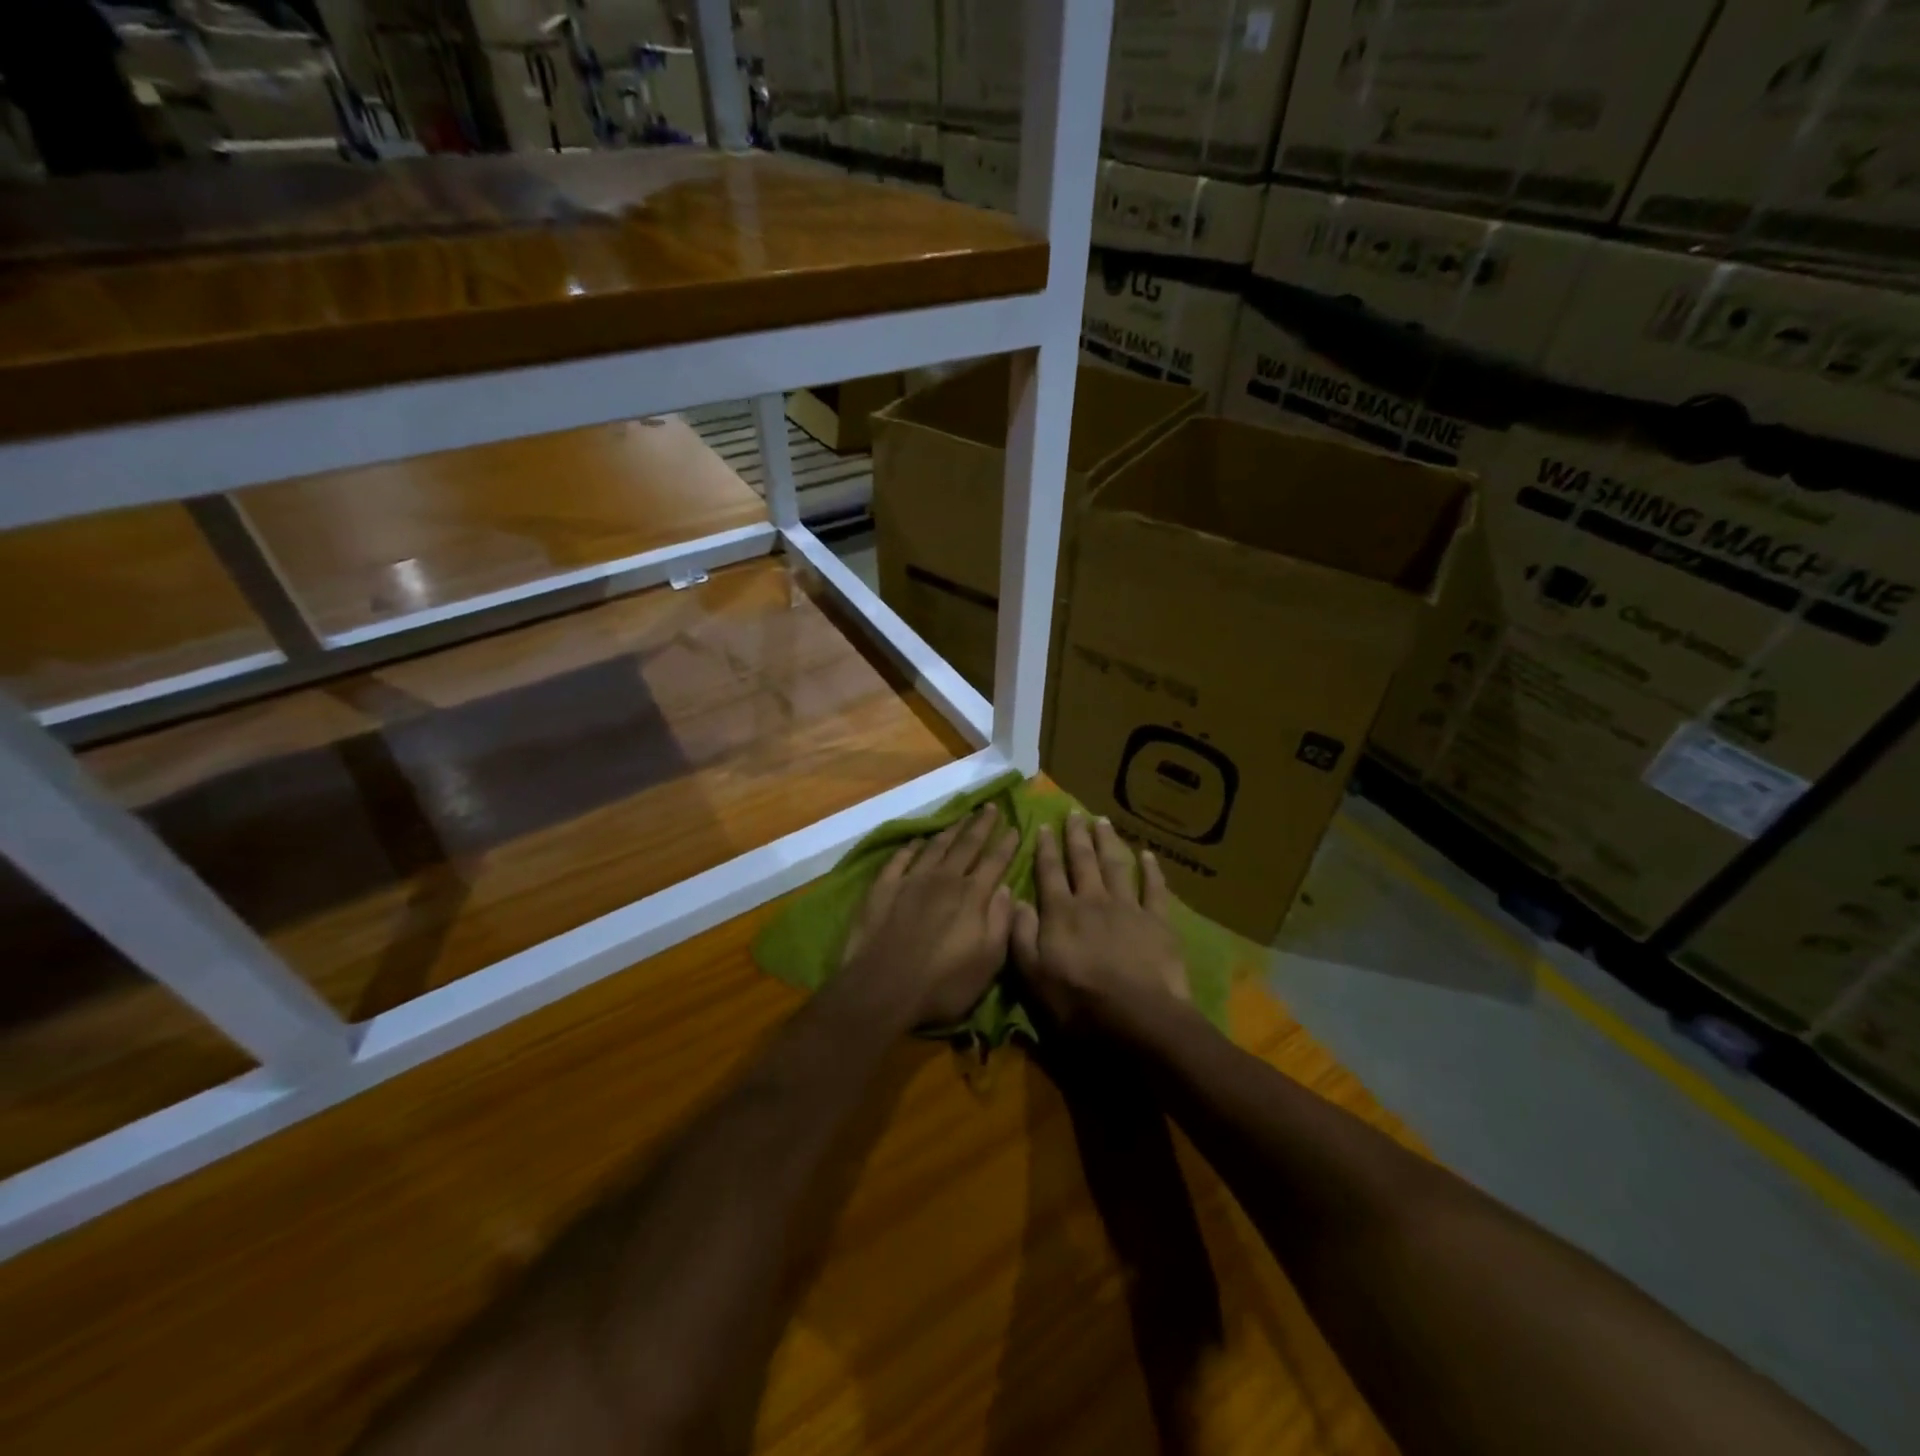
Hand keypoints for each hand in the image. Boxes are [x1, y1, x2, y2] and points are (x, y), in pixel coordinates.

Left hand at [840, 805, 1018, 1026]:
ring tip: (961, 817)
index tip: (1015, 826)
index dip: (1007, 843)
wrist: (881, 988)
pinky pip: (900, 859)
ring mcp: (911, 880)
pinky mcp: (883, 887)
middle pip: (967, 844)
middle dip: (981, 824)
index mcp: (972, 896)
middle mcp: (944, 879)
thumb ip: (1000, 921)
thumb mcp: (988, 962)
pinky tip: (917, 842)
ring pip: (935, 846)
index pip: (995, 861)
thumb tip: (1006, 888)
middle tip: (990, 806)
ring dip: (950, 830)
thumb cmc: (942, 984)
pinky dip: (911, 847)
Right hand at [1011, 814, 1187, 1029]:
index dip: (1044, 848)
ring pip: (1115, 865)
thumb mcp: (1033, 976)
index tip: (1041, 826)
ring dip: (1107, 841)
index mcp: (1061, 913)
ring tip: (1102, 821)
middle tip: (1073, 812)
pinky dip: (1151, 870)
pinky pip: (1154, 888)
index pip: (1048, 872)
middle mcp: (1092, 900)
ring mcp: (1127, 907)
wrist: (1138, 1018)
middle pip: (1082, 860)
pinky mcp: (1158, 921)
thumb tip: (1016, 900)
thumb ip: (1021, 935)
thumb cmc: (1078, 1003)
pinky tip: (1148, 854)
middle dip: (1076, 835)